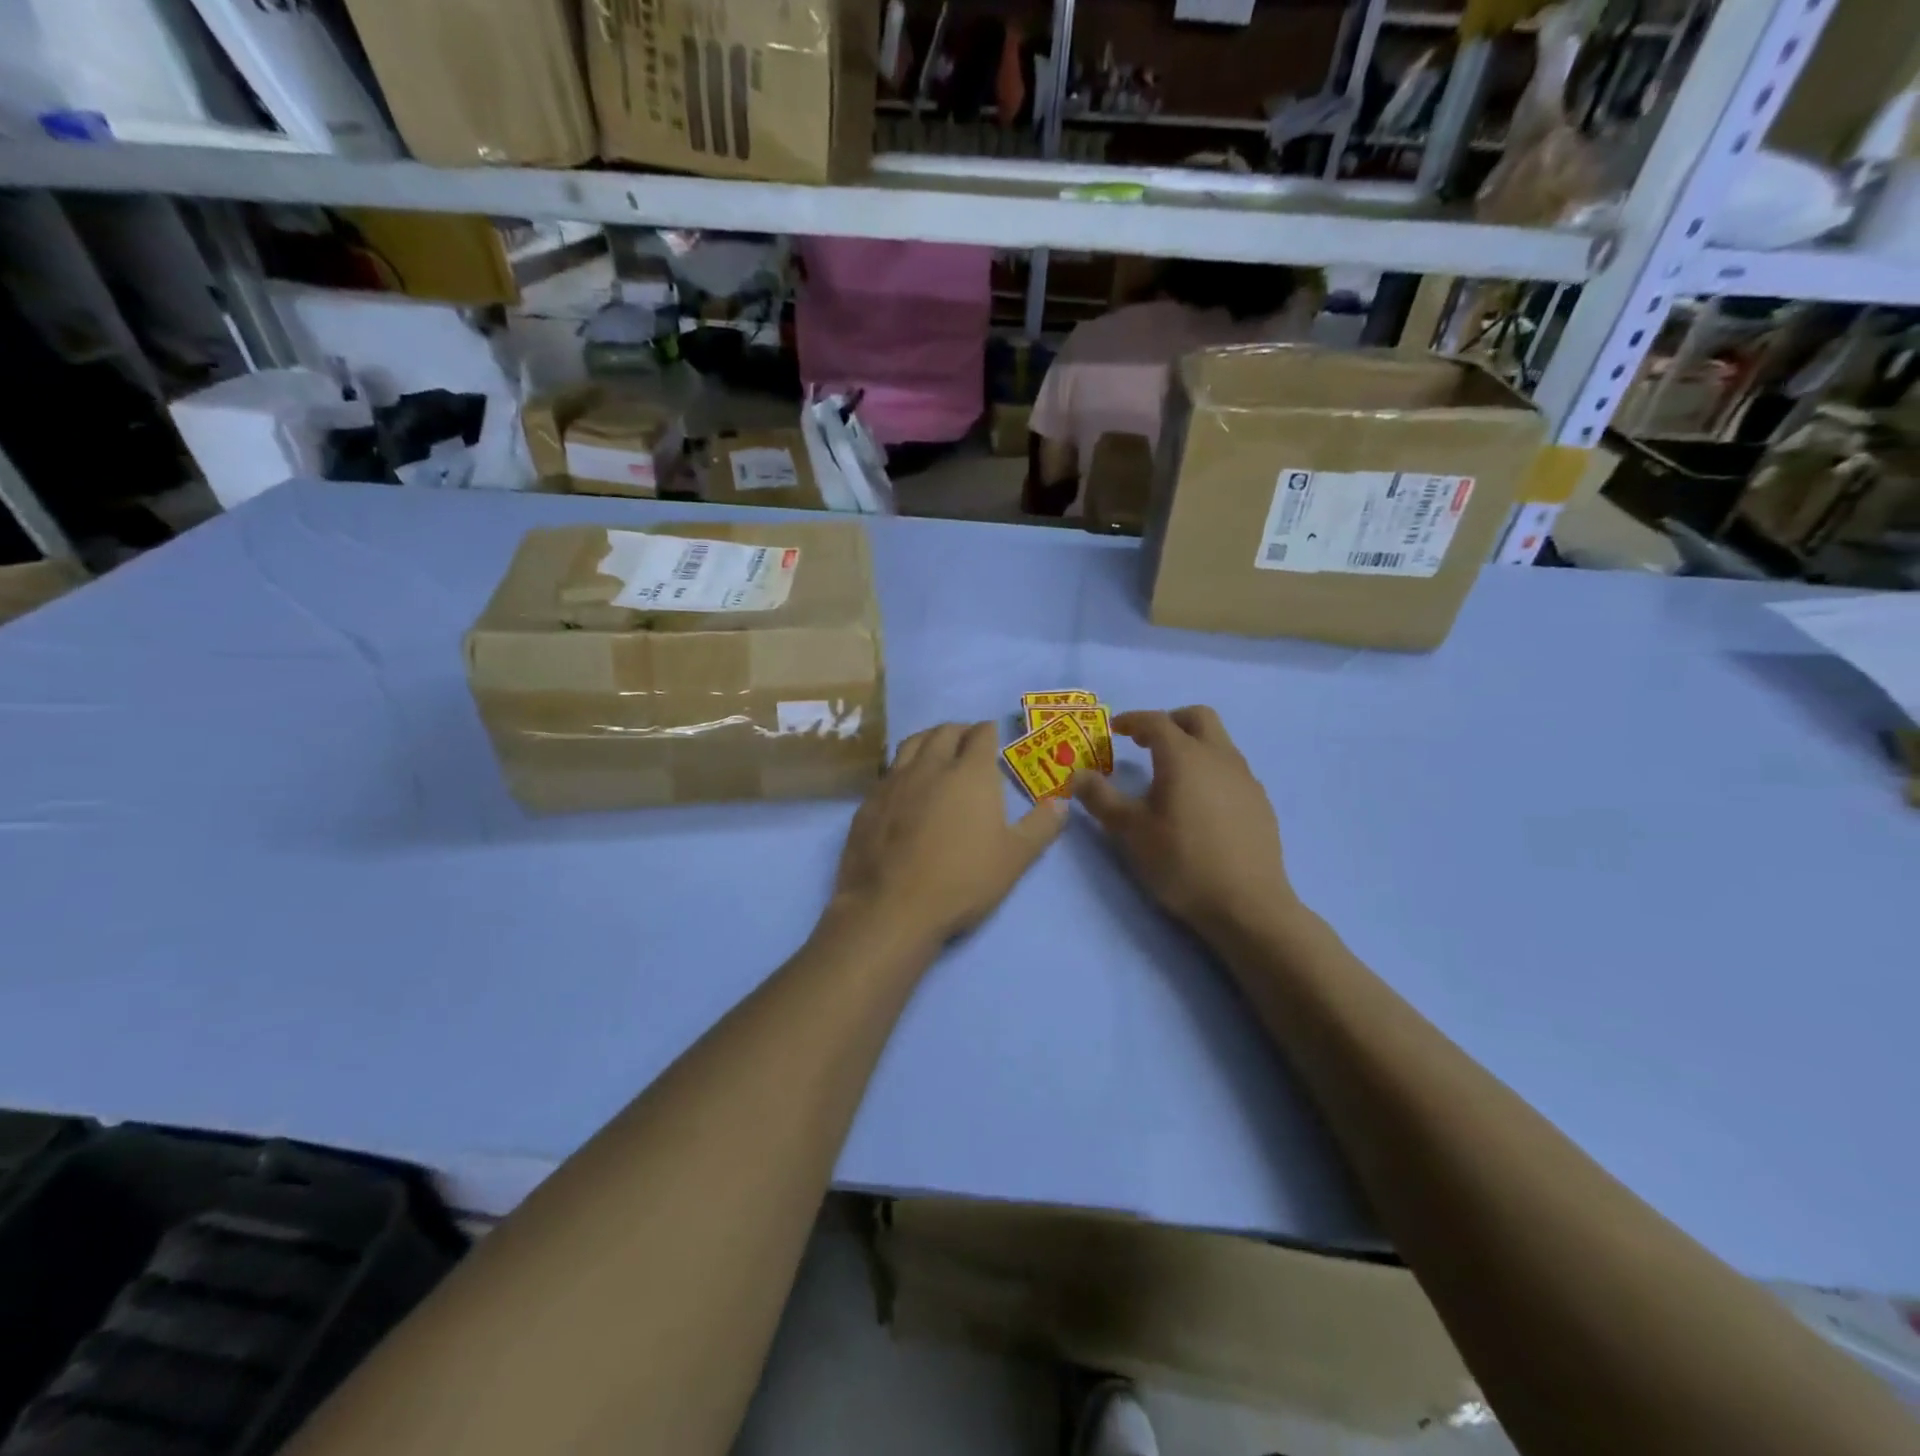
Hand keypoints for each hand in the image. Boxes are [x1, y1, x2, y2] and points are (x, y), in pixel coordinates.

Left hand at [833, 722, 1068, 942]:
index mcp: (970, 773)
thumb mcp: (1015, 858)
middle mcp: (930, 766)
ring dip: (928, 740)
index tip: (993, 735)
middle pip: (944, 732)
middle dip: (959, 730)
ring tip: (935, 750)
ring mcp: (894, 781)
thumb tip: (1062, 803)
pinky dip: (902, 767)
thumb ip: (1041, 827)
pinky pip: (888, 771)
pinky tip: (905, 785)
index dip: (989, 731)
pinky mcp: (869, 802)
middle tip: (967, 741)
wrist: (891, 907)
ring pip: (911, 744)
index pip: (981, 734)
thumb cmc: (962, 880)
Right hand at [1075, 707, 1295, 935]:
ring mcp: (1246, 779)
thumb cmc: (1181, 862)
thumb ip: (1101, 798)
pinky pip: (1231, 770)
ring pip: (1219, 743)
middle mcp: (1219, 757)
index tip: (1114, 729)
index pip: (1156, 721)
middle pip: (1198, 717)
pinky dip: (1210, 771)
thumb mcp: (1129, 831)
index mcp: (1184, 756)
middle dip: (1170, 721)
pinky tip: (1200, 805)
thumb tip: (1079, 775)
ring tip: (1170, 777)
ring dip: (1192, 746)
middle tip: (1146, 742)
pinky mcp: (1260, 803)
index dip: (1132, 720)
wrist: (1247, 905)